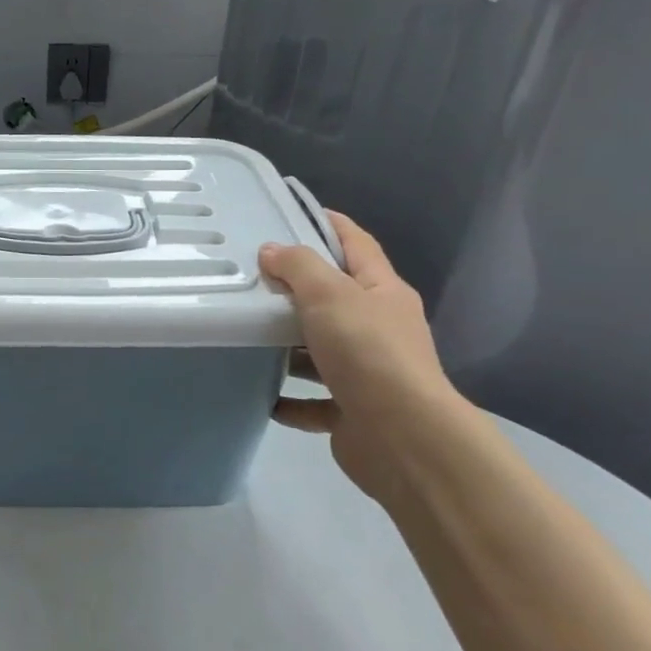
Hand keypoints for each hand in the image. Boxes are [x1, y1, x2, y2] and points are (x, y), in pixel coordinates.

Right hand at [259, 211, 469, 502]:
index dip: (329, 224)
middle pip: (335, 299)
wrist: (403, 438)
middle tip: (250, 278)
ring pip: (322, 351)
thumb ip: (299, 267)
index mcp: (383, 293)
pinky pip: (315, 401)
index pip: (356, 244)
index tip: (291, 212)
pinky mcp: (353, 412)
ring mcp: (368, 373)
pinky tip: (262, 395)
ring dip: (289, 348)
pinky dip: (290, 400)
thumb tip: (272, 250)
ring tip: (246, 336)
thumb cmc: (367, 352)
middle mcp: (379, 329)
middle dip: (296, 290)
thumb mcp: (330, 295)